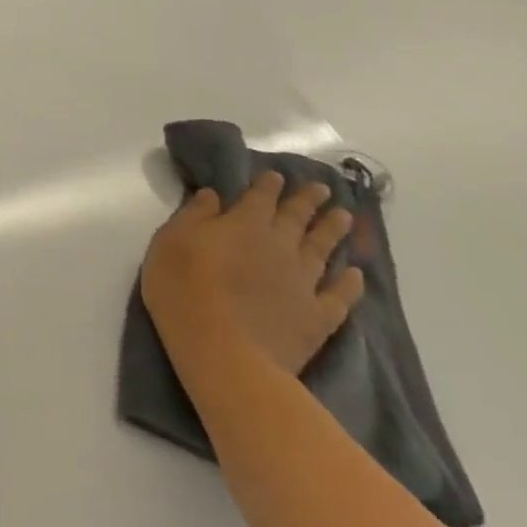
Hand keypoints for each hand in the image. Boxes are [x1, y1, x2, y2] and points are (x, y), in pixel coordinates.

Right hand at [140, 173, 364, 379]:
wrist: (223, 351)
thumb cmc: (183, 287)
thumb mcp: (171, 240)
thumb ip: (194, 215)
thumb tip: (214, 195)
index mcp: (243, 223)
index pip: (260, 197)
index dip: (269, 185)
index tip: (278, 176)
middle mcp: (278, 245)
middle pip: (297, 218)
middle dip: (308, 201)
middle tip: (323, 189)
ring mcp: (302, 282)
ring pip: (322, 250)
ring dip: (333, 232)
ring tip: (345, 218)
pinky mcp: (316, 317)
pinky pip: (339, 296)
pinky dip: (350, 284)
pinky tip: (356, 275)